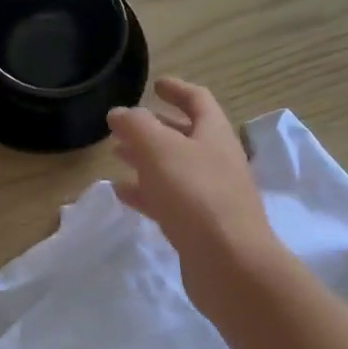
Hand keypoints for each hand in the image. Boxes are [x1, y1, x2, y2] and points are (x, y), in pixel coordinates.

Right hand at [108, 78, 279, 303]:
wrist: (230, 264)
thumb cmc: (196, 195)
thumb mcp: (159, 150)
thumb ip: (136, 125)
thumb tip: (121, 112)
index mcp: (214, 134)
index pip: (198, 100)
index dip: (177, 89)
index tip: (156, 84)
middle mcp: (217, 160)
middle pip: (185, 135)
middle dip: (155, 126)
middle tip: (125, 125)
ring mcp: (211, 195)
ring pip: (174, 168)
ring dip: (146, 159)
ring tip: (117, 155)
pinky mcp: (201, 226)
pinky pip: (169, 200)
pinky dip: (146, 191)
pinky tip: (122, 192)